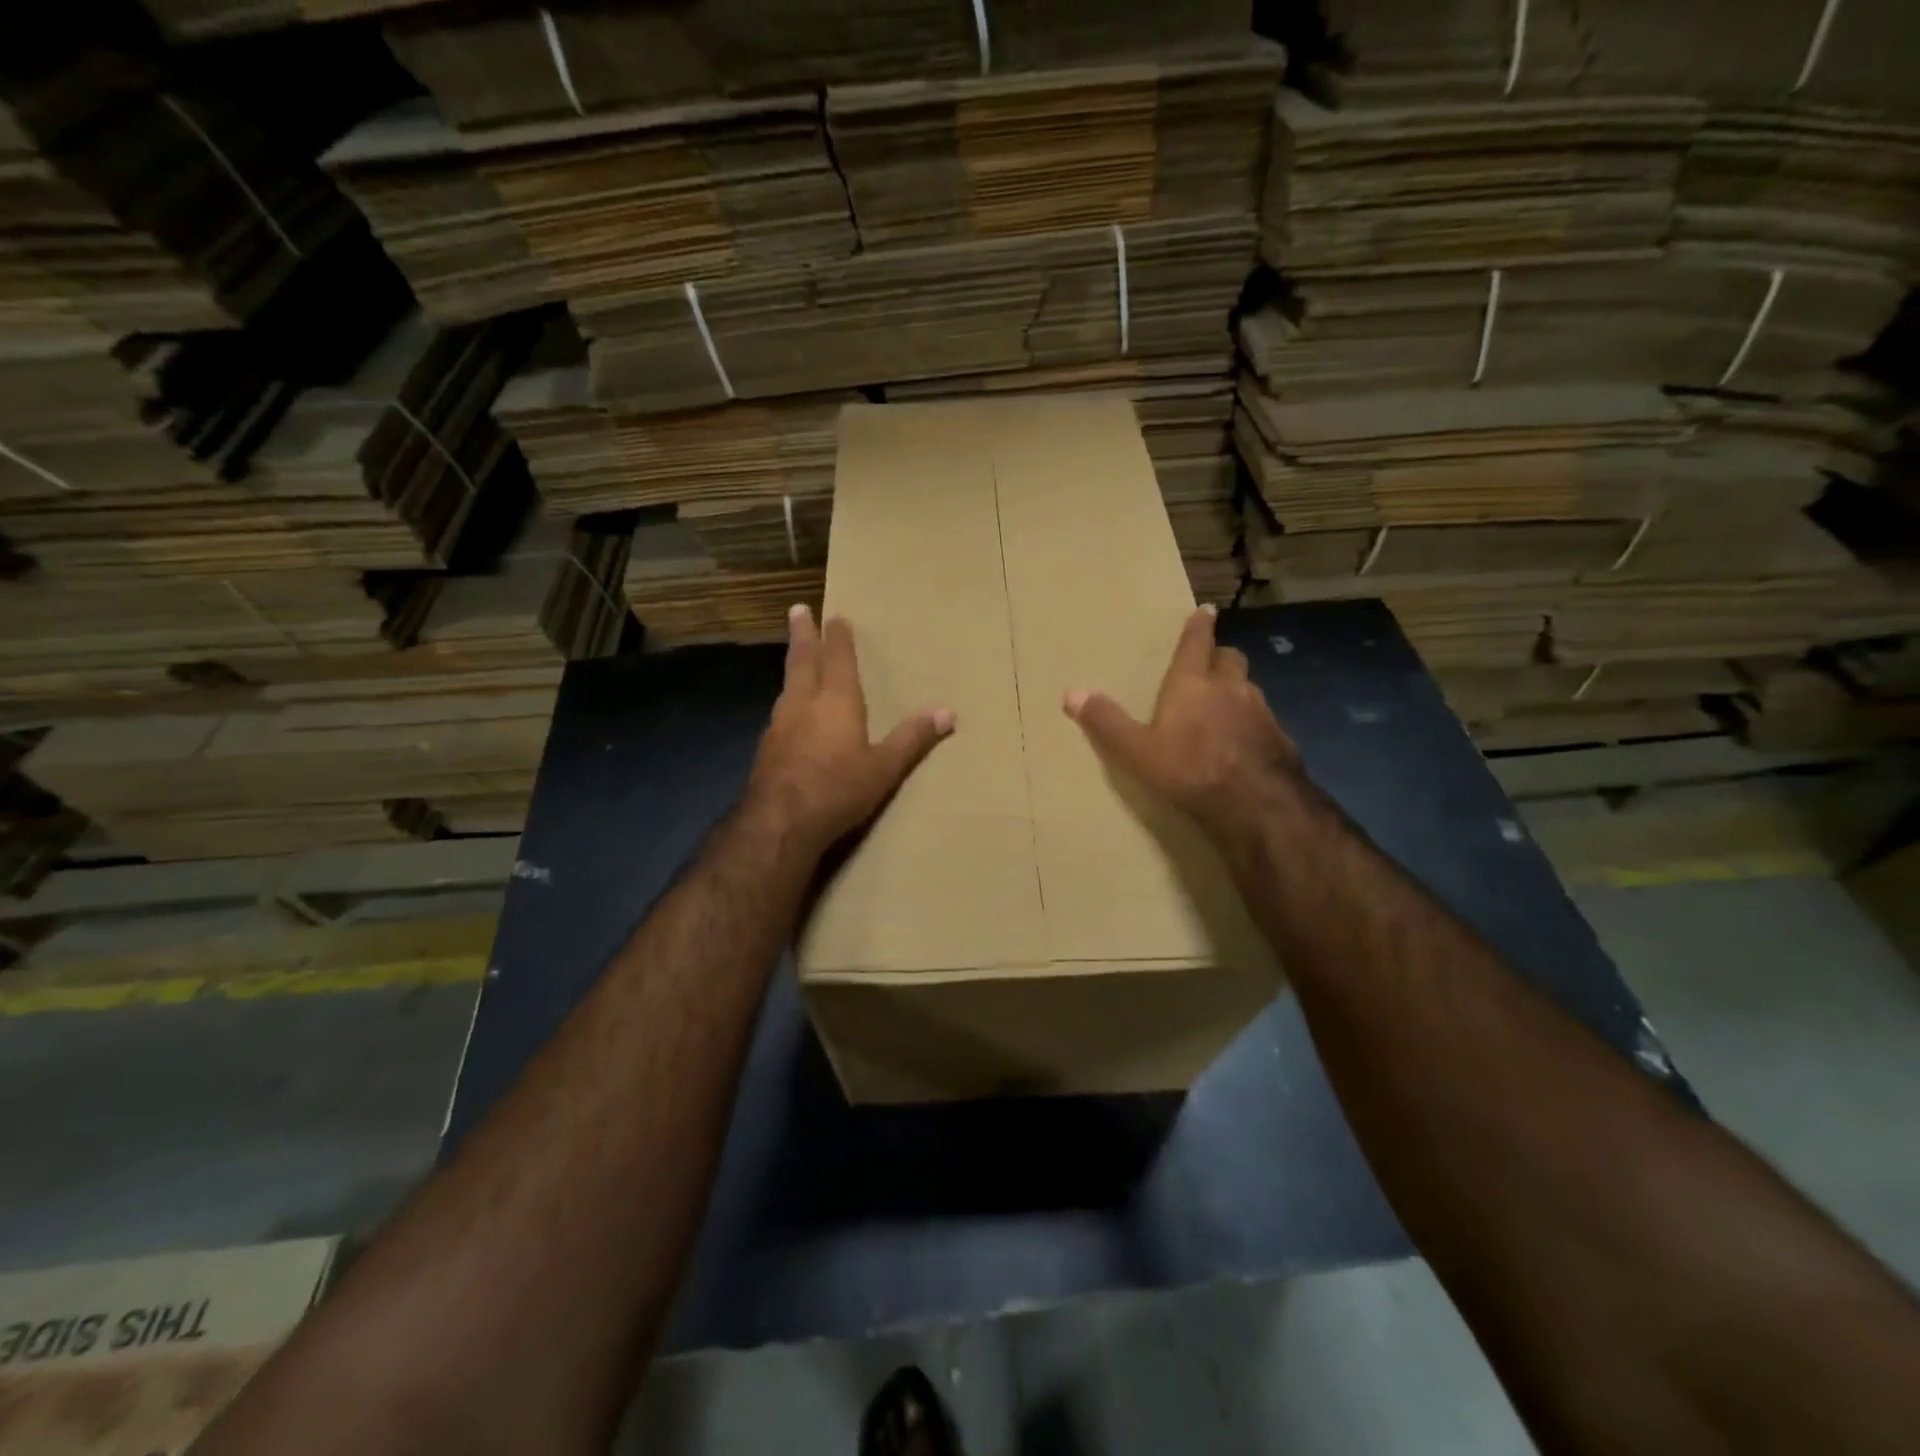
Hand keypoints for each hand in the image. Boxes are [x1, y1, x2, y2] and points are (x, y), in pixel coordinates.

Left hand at [748, 605, 955, 856]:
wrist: (780, 822)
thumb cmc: (838, 789)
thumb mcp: (884, 768)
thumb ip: (912, 738)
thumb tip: (948, 712)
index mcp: (837, 701)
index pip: (839, 659)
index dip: (839, 638)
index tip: (836, 616)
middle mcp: (804, 703)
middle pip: (803, 661)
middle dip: (803, 635)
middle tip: (797, 610)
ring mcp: (780, 724)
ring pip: (787, 685)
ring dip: (793, 666)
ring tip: (796, 659)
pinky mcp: (766, 748)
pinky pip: (780, 712)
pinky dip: (787, 701)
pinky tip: (789, 714)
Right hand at [1063, 606, 1302, 845]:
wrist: (1257, 802)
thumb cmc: (1190, 769)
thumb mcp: (1137, 751)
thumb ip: (1106, 722)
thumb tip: (1071, 693)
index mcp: (1193, 684)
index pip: (1196, 643)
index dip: (1199, 626)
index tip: (1206, 610)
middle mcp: (1230, 688)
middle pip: (1230, 658)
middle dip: (1219, 656)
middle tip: (1210, 662)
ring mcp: (1261, 711)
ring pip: (1249, 687)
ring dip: (1236, 688)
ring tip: (1224, 703)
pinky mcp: (1279, 737)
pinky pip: (1263, 719)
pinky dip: (1251, 721)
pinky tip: (1243, 741)